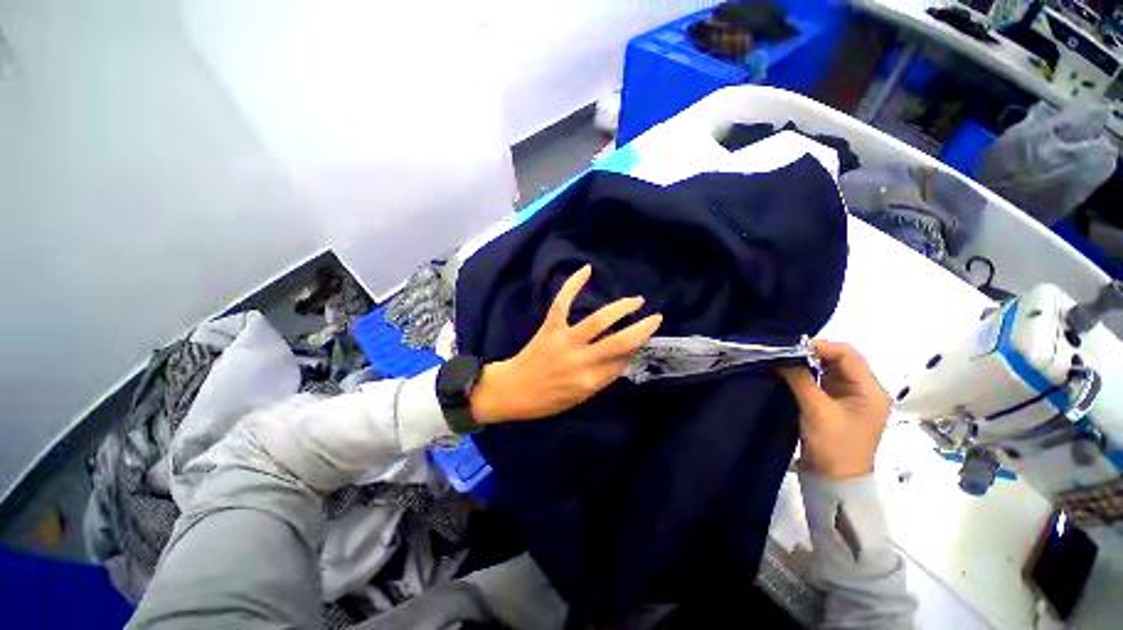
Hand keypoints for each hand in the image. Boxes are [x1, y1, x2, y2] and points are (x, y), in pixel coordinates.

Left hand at [470, 265, 662, 423]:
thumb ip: (601, 379)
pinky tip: (587, 269)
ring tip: (636, 300)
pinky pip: (563, 302)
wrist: (511, 391)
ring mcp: (565, 341)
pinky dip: (573, 284)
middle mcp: (581, 360)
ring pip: (598, 320)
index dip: (632, 352)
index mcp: (590, 381)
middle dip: (642, 329)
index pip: (621, 363)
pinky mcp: (550, 327)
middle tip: (656, 318)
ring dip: (621, 308)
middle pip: (619, 342)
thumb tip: (621, 359)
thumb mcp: (578, 399)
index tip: (637, 346)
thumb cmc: (545, 400)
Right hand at [779, 341, 891, 479]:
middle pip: (840, 360)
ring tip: (785, 360)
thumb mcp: (817, 411)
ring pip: (830, 370)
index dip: (821, 346)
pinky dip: (807, 375)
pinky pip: (823, 381)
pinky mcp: (837, 404)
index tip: (792, 347)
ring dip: (808, 363)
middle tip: (785, 352)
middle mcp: (865, 390)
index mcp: (871, 391)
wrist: (834, 480)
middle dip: (813, 353)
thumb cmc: (834, 446)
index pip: (849, 355)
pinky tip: (790, 373)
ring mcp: (851, 397)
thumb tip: (783, 358)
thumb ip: (801, 380)